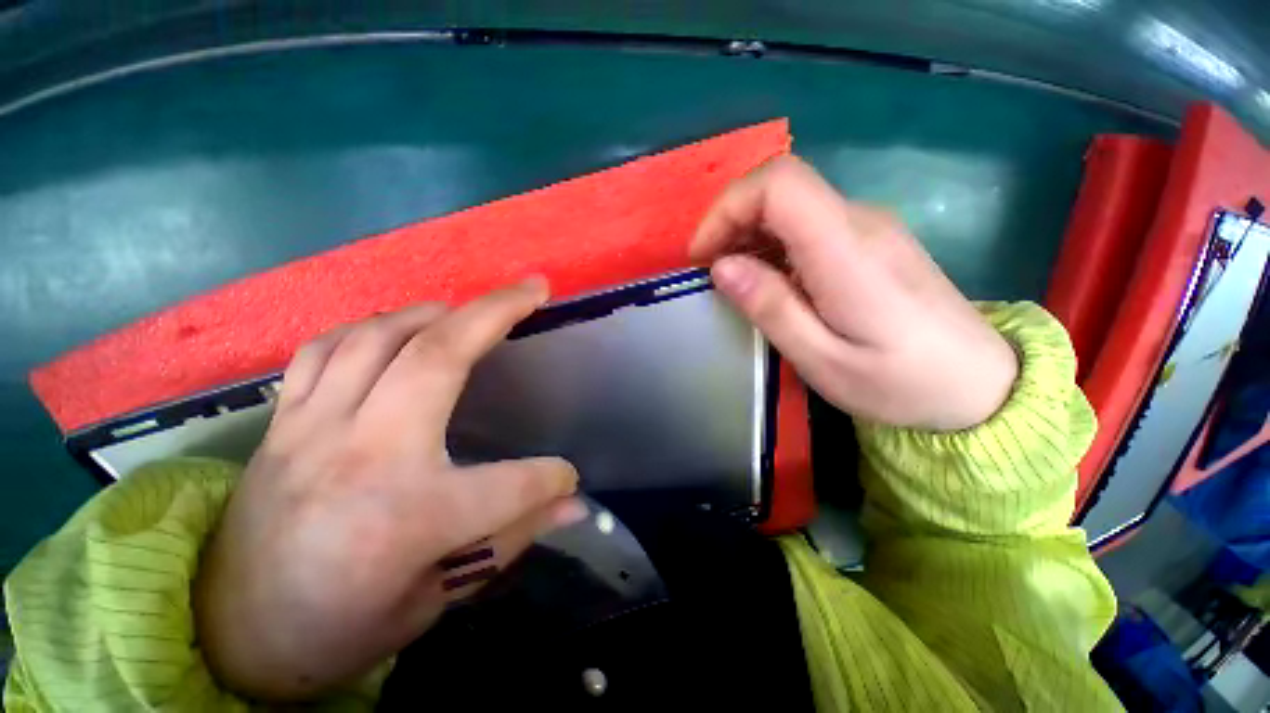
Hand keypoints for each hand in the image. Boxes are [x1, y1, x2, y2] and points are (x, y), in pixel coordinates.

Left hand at [194, 279, 585, 699]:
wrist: (230, 637)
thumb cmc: (341, 627)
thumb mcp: (438, 599)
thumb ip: (512, 538)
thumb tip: (574, 506)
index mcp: (408, 518)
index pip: (513, 484)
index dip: (552, 479)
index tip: (566, 479)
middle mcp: (362, 456)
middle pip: (439, 358)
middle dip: (496, 312)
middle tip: (531, 289)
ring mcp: (313, 430)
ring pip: (378, 338)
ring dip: (434, 311)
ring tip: (467, 307)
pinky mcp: (283, 424)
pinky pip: (325, 350)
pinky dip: (370, 328)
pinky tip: (395, 329)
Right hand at [691, 156, 1017, 431]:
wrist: (980, 386)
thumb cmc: (900, 383)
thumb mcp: (823, 360)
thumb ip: (771, 308)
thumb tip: (721, 267)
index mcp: (847, 251)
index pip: (780, 184)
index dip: (728, 208)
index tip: (703, 255)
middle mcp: (860, 222)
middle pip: (781, 187)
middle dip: (731, 222)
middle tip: (711, 273)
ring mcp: (870, 227)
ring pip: (792, 204)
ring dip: (749, 234)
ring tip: (733, 281)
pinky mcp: (871, 241)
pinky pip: (808, 224)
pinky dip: (772, 243)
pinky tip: (768, 280)